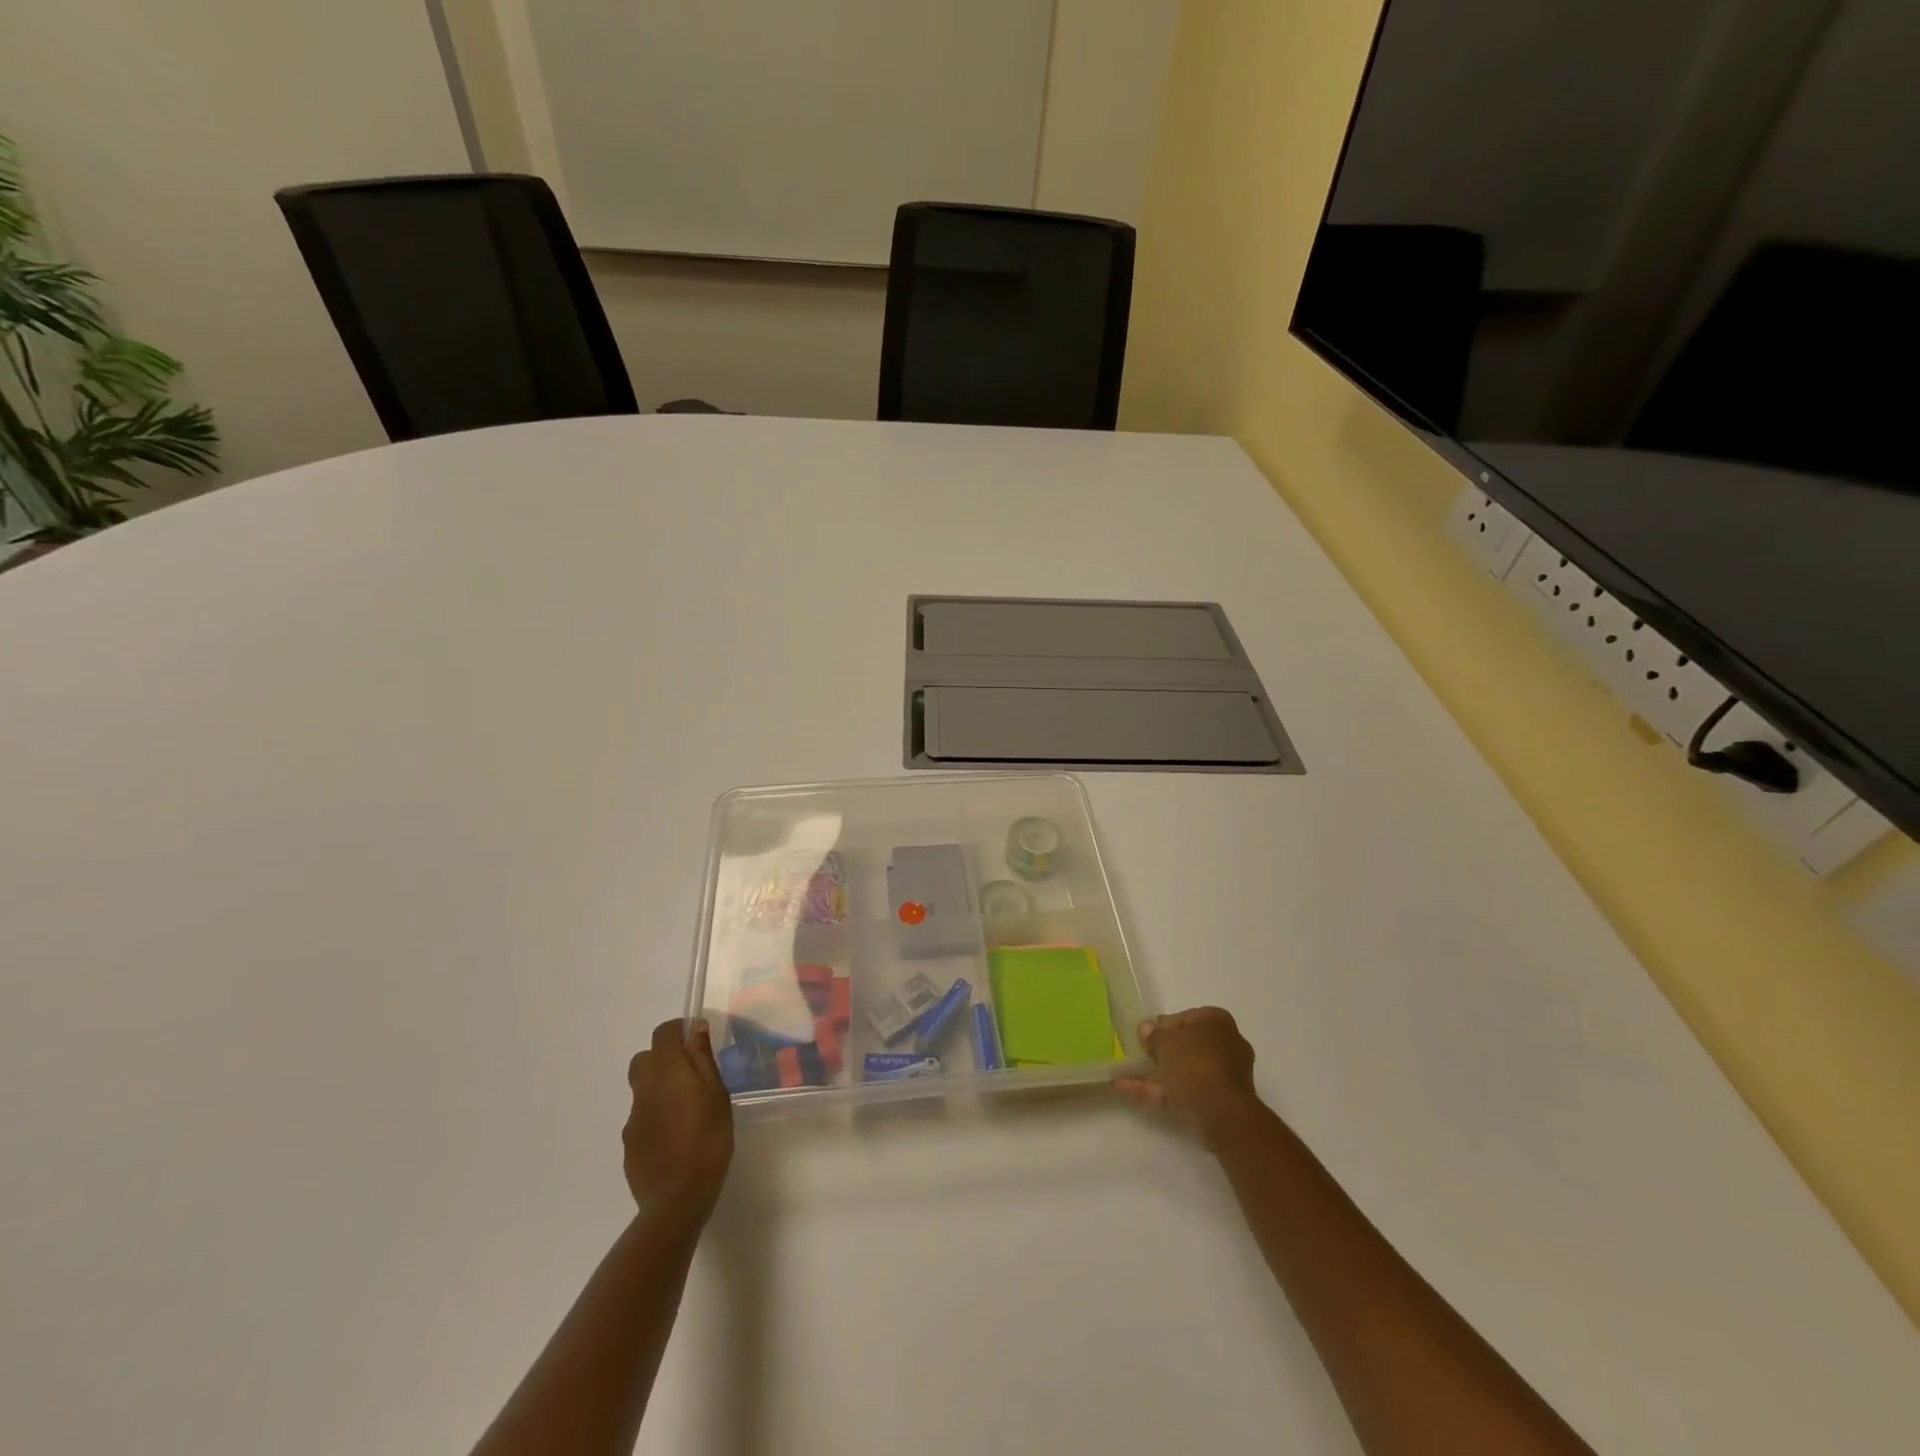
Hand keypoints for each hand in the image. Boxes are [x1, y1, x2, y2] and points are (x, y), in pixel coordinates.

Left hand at [623, 1019, 733, 1218]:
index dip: (678, 1031)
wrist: (676, 1200)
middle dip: (664, 1059)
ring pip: (643, 1090)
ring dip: (660, 1090)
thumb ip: (703, 1060)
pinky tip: (675, 1138)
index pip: (662, 1034)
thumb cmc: (708, 1140)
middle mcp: (643, 1090)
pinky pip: (642, 1118)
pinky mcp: (629, 1144)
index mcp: (666, 1073)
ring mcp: (632, 1119)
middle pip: (645, 1059)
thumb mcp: (717, 1095)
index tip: (697, 1041)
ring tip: (687, 1113)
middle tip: (690, 1075)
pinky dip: (656, 1118)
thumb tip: (695, 1028)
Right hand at [1114, 1006, 1260, 1139]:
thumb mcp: (1165, 1040)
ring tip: (1122, 1078)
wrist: (1222, 1111)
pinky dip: (1158, 1091)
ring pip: (1183, 1071)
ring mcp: (1222, 1075)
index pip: (1183, 1018)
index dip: (1160, 1027)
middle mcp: (1224, 1043)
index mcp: (1216, 1021)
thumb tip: (1146, 1029)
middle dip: (1158, 1053)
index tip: (1143, 1038)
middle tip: (1136, 1056)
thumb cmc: (1194, 1062)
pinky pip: (1183, 1090)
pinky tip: (1127, 1091)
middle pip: (1184, 1046)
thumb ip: (1153, 1034)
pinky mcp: (1217, 1101)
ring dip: (1154, 1074)